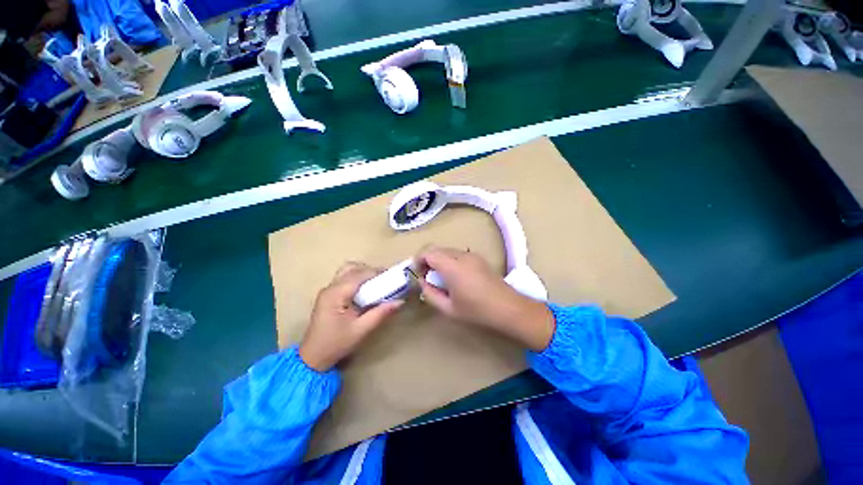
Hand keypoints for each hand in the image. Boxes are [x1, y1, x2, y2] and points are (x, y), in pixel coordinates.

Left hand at [299, 262, 403, 371]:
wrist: (313, 358)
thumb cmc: (336, 344)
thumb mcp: (361, 330)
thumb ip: (380, 313)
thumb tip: (400, 301)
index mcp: (336, 293)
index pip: (359, 274)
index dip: (377, 273)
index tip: (392, 276)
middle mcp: (330, 287)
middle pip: (351, 268)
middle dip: (370, 270)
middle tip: (384, 280)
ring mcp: (327, 291)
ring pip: (347, 271)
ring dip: (363, 273)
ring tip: (376, 284)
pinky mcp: (328, 295)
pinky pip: (344, 279)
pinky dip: (357, 279)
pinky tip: (366, 290)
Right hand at [415, 246, 554, 350]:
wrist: (508, 307)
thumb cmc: (476, 310)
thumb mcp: (448, 308)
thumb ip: (430, 293)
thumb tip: (423, 282)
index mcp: (452, 266)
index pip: (428, 252)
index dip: (418, 259)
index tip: (417, 273)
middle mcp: (461, 255)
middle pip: (437, 249)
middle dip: (427, 259)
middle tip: (426, 276)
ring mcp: (471, 255)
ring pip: (447, 250)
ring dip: (438, 259)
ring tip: (440, 278)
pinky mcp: (478, 257)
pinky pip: (458, 253)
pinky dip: (449, 260)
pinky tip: (454, 276)